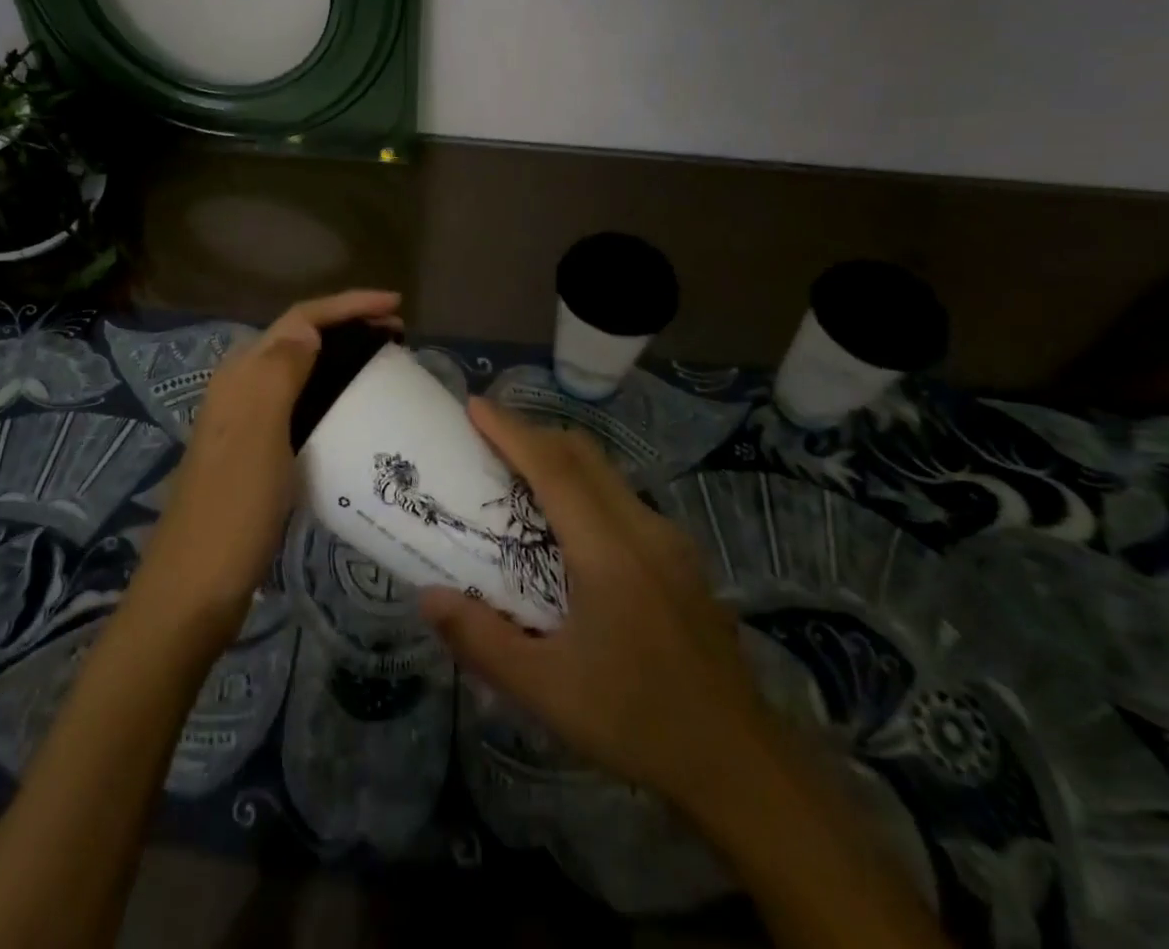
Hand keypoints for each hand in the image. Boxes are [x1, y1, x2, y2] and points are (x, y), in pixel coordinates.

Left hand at [133, 289, 401, 640]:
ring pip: (300, 370)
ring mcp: (247, 422)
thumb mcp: (259, 436)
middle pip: (299, 339)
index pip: (299, 320)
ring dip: (340, 357)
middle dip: (347, 326)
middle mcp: (241, 389)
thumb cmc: (232, 511)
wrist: (194, 590)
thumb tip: (308, 329)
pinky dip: (330, 393)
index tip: (396, 306)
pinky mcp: (256, 452)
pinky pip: (300, 404)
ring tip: (384, 364)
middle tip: (398, 336)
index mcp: (242, 376)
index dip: (347, 305)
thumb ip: (280, 373)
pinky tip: (353, 411)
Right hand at [420, 399, 776, 825]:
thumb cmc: (636, 721)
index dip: (512, 431)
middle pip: (583, 455)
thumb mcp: (547, 691)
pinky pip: (623, 499)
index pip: (553, 468)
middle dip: (533, 433)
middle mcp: (642, 529)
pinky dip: (585, 486)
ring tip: (519, 474)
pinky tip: (569, 526)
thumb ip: (482, 640)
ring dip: (561, 458)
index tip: (475, 405)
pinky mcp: (681, 558)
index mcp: (608, 551)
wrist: (740, 763)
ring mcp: (669, 540)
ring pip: (607, 473)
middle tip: (488, 435)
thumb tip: (428, 597)